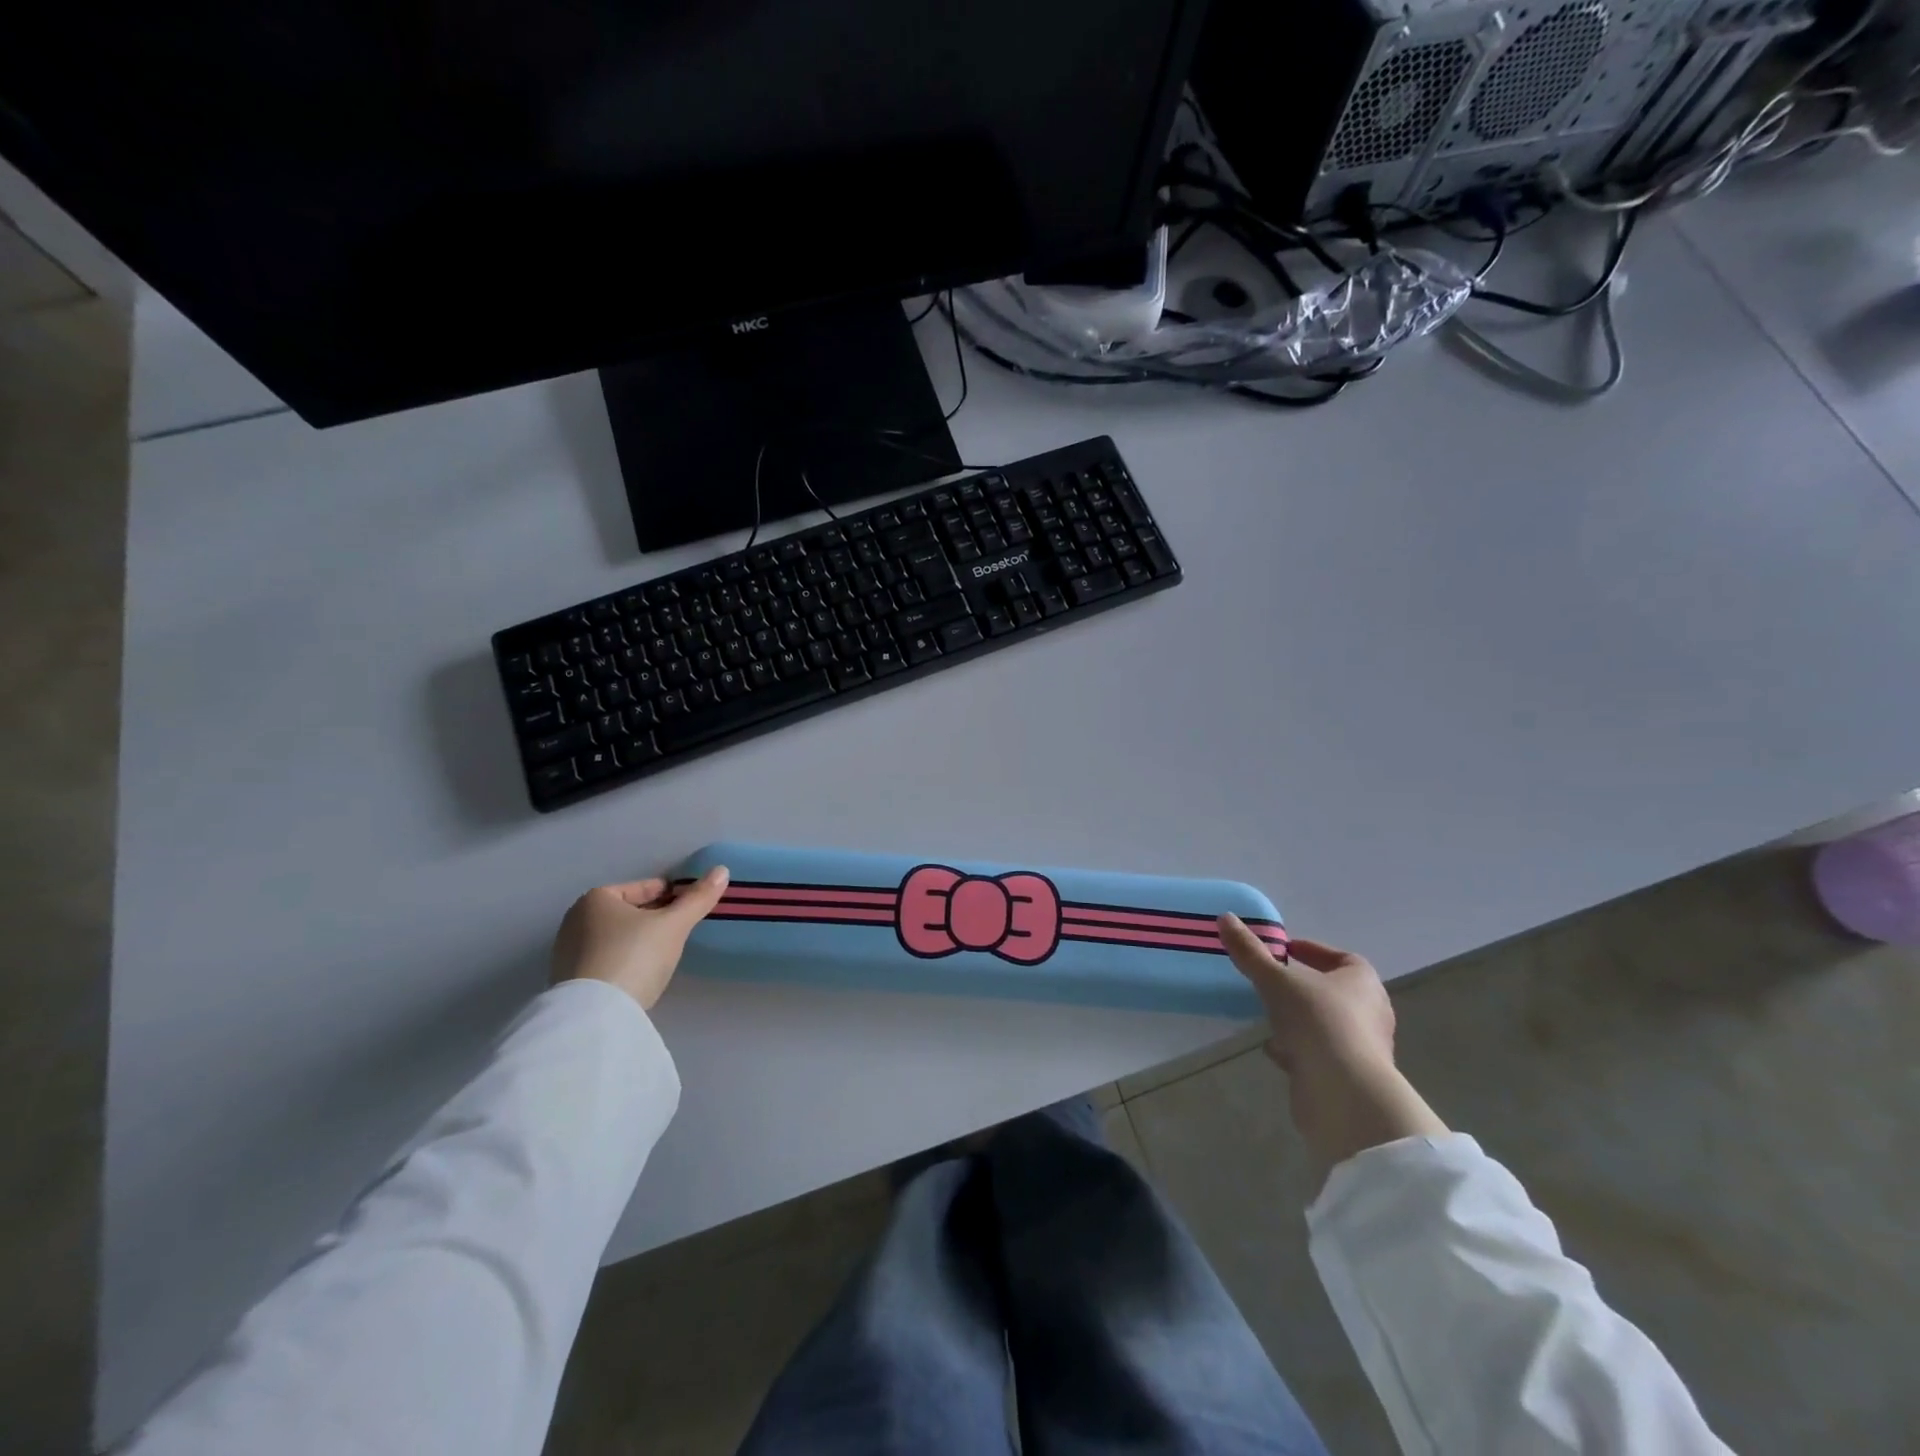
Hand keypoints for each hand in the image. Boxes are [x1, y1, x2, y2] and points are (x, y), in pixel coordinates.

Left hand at [552, 867, 729, 1009]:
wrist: (596, 1015)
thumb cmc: (635, 956)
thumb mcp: (674, 925)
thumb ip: (698, 898)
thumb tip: (722, 870)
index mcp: (596, 898)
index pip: (644, 887)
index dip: (671, 894)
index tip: (690, 906)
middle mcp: (575, 919)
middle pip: (628, 911)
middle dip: (654, 916)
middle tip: (681, 928)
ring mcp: (567, 952)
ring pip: (616, 936)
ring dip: (639, 939)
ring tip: (665, 952)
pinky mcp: (568, 981)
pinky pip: (605, 960)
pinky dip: (624, 960)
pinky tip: (641, 973)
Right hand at [1219, 918, 1445, 1180]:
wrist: (1343, 1093)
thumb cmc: (1317, 1021)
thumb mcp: (1276, 980)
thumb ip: (1250, 952)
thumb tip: (1226, 917)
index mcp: (1363, 982)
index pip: (1344, 959)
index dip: (1314, 951)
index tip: (1284, 951)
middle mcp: (1370, 1013)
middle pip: (1335, 992)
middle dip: (1303, 987)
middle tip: (1272, 981)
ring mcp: (1363, 1048)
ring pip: (1326, 1024)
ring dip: (1300, 1019)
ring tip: (1268, 1015)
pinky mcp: (1349, 1077)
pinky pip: (1320, 1053)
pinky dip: (1298, 1048)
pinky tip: (1275, 1049)